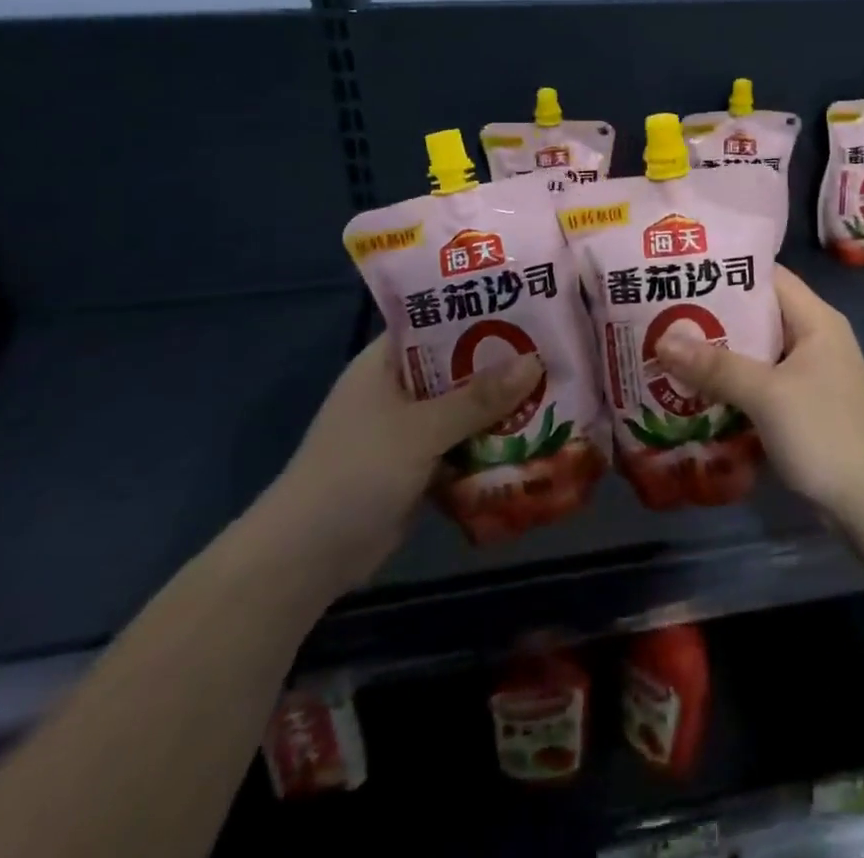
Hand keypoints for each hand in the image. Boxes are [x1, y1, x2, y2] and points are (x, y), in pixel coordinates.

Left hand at [247, 335, 537, 598]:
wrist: (305, 561)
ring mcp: (408, 428)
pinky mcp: (419, 465)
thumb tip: (536, 360)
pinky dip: (491, 442)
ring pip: (466, 406)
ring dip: (503, 406)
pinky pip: (464, 443)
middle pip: (459, 364)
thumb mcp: (420, 430)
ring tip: (558, 388)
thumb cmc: (356, 473)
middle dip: (503, 362)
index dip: (480, 309)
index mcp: (385, 362)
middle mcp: (398, 388)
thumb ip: (478, 398)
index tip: (530, 302)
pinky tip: (535, 436)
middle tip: (558, 348)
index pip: (437, 319)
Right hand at [655, 265, 863, 519]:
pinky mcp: (802, 407)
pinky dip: (731, 385)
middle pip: (758, 315)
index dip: (727, 272)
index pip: (768, 277)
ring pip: (756, 353)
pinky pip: (760, 384)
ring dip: (718, 355)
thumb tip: (662, 341)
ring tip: (668, 351)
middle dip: (713, 317)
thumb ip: (716, 366)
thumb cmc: (825, 432)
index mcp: (815, 320)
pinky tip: (694, 393)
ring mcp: (809, 375)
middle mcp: (814, 339)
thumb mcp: (767, 394)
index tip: (683, 273)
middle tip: (662, 316)